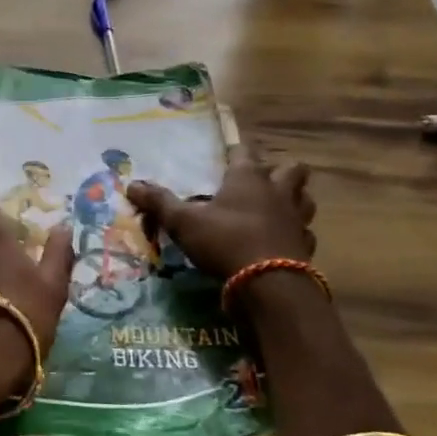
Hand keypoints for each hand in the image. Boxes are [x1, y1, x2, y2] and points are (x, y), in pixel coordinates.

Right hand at [125, 146, 316, 280]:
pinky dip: (296, 235)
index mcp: (248, 178)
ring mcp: (297, 219)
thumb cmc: (225, 241)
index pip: (246, 151)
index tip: (229, 153)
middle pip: (293, 169)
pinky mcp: (305, 247)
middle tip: (262, 181)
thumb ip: (160, 202)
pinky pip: (305, 234)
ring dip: (295, 200)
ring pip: (305, 199)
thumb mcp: (184, 222)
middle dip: (281, 171)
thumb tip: (131, 185)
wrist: (270, 285)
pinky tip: (282, 242)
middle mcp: (278, 192)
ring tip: (277, 207)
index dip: (237, 150)